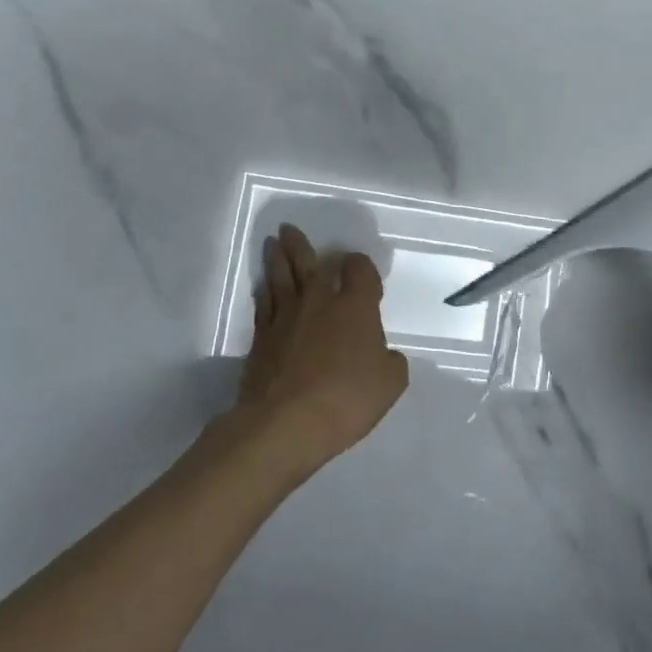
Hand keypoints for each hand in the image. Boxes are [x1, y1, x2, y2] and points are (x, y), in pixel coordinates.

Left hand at [234, 224, 409, 476]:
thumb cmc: (347, 398)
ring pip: (280, 278)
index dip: (360, 265)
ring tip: (271, 243)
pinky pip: (263, 305)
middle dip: (300, 245)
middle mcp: (319, 302)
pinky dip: (263, 293)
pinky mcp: (261, 339)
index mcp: (355, 307)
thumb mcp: (390, 383)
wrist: (286, 423)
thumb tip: (382, 354)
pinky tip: (263, 288)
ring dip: (277, 259)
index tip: (358, 268)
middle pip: (309, 264)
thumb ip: (390, 361)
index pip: (359, 270)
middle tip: (288, 229)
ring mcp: (285, 318)